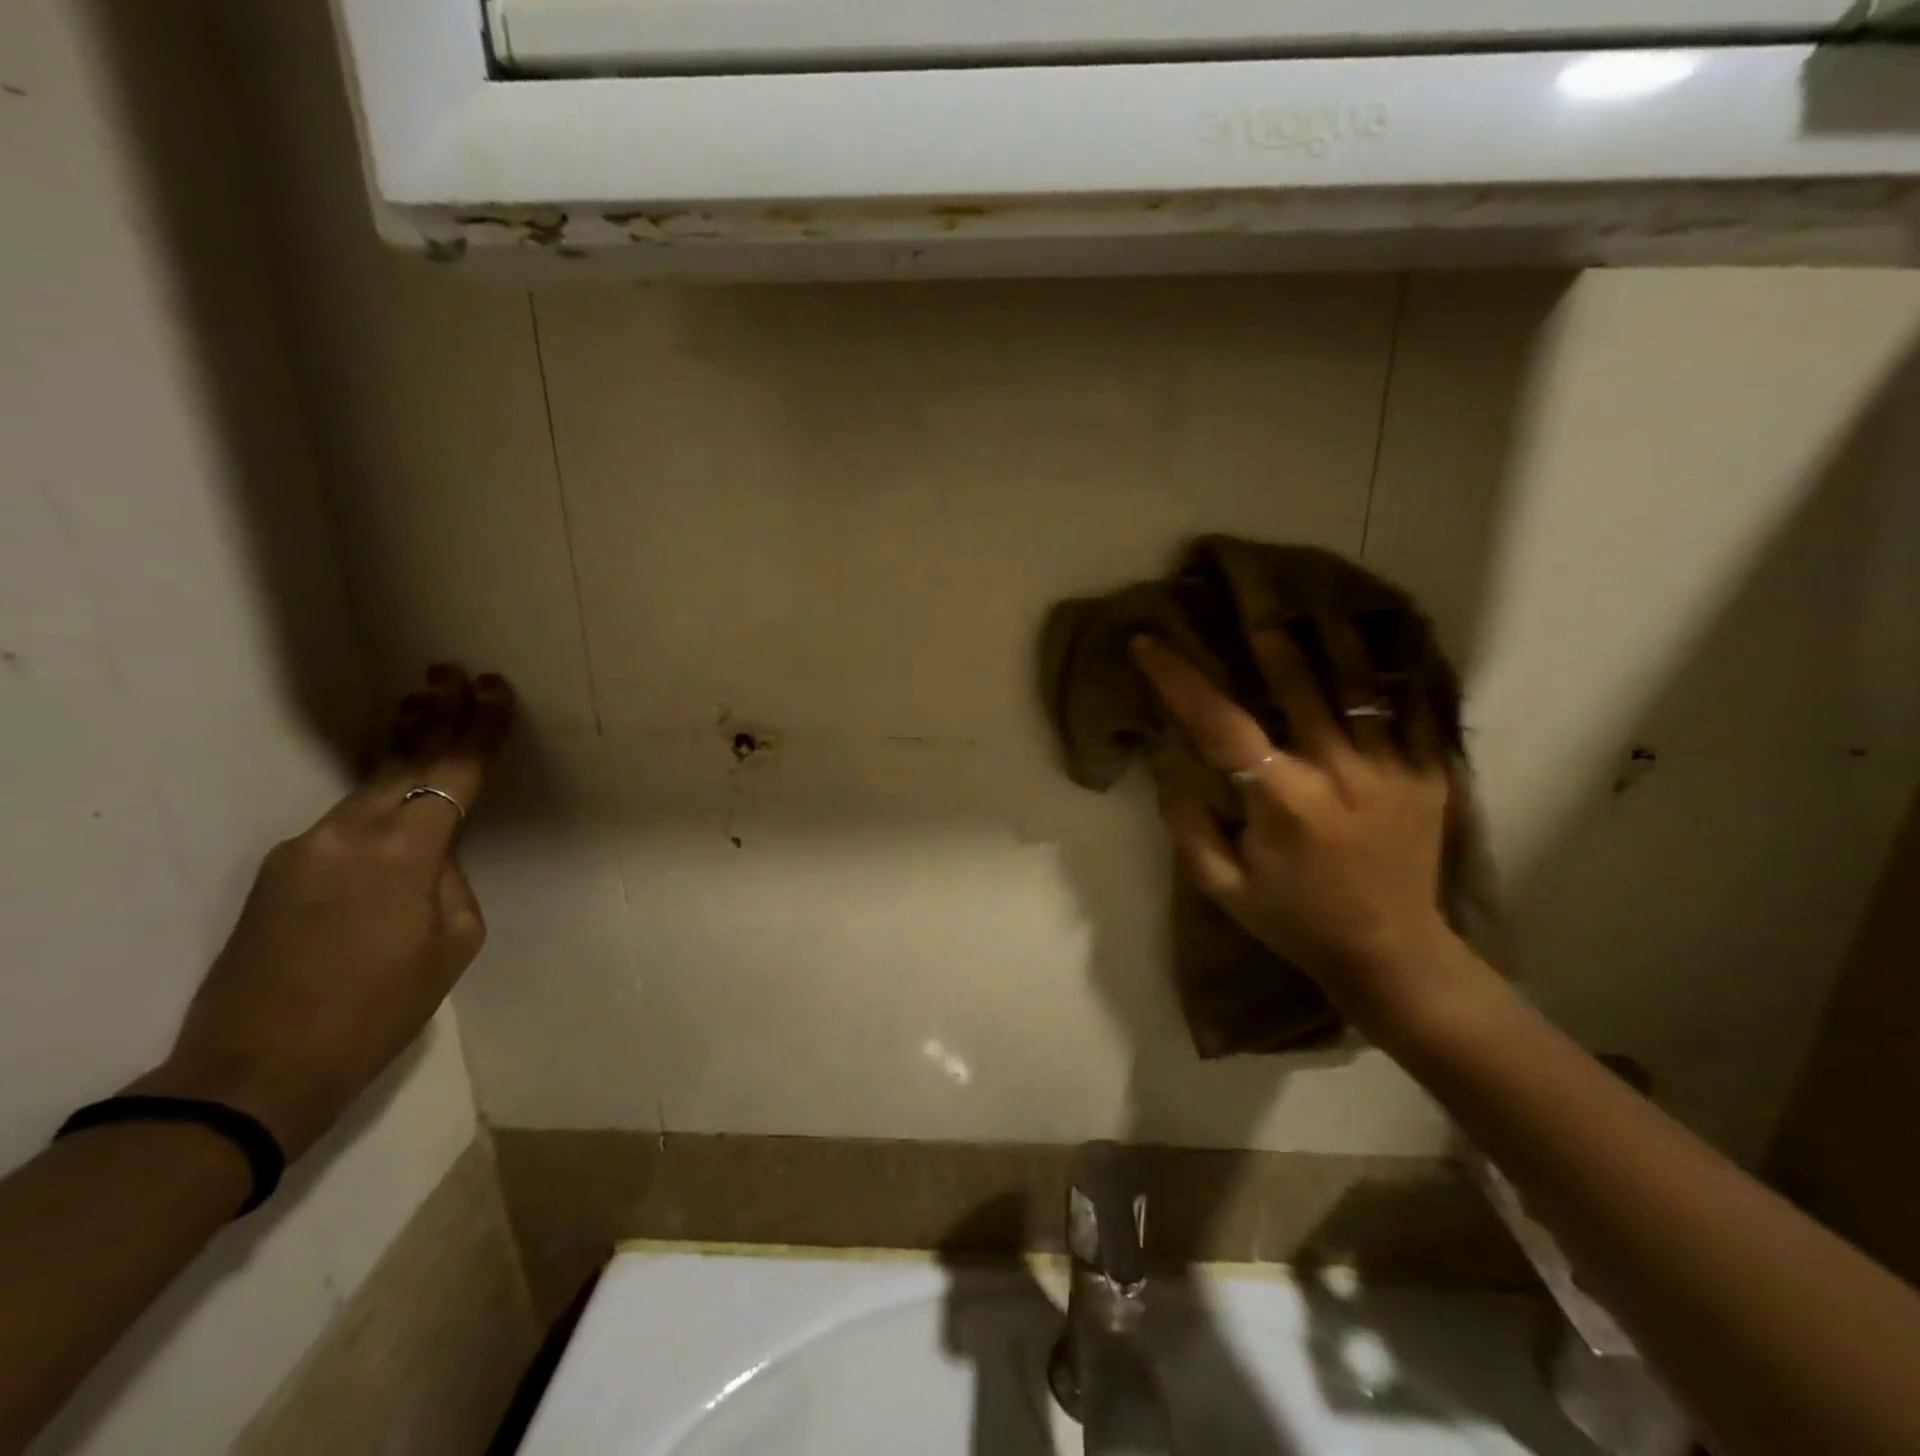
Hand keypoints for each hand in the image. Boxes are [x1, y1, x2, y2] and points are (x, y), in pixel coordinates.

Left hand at [128, 667, 514, 1159]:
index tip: (495, 687)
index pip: (454, 773)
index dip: (479, 729)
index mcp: (403, 852)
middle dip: (433, 714)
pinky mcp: (280, 870)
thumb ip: (450, 880)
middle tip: (449, 670)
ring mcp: (305, 848)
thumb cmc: (379, 1008)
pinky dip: (378, 804)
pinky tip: (396, 810)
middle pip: (402, 761)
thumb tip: (433, 855)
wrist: (258, 1068)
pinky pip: (345, 826)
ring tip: (421, 707)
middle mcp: (348, 834)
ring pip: (369, 788)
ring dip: (402, 750)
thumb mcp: (452, 942)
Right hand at [1130, 630, 1451, 1017]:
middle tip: (1245, 608)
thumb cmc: (1293, 918)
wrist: (1392, 953)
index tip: (1148, 643)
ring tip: (1311, 608)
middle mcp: (1339, 773)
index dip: (1180, 679)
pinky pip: (1414, 708)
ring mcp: (1393, 769)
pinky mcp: (1430, 774)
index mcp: (1282, 802)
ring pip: (1359, 685)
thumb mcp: (1220, 885)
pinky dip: (1392, 673)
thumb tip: (1168, 757)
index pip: (1220, 724)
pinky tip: (1376, 646)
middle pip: (1299, 685)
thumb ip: (1187, 820)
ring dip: (1329, 641)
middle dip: (1265, 641)